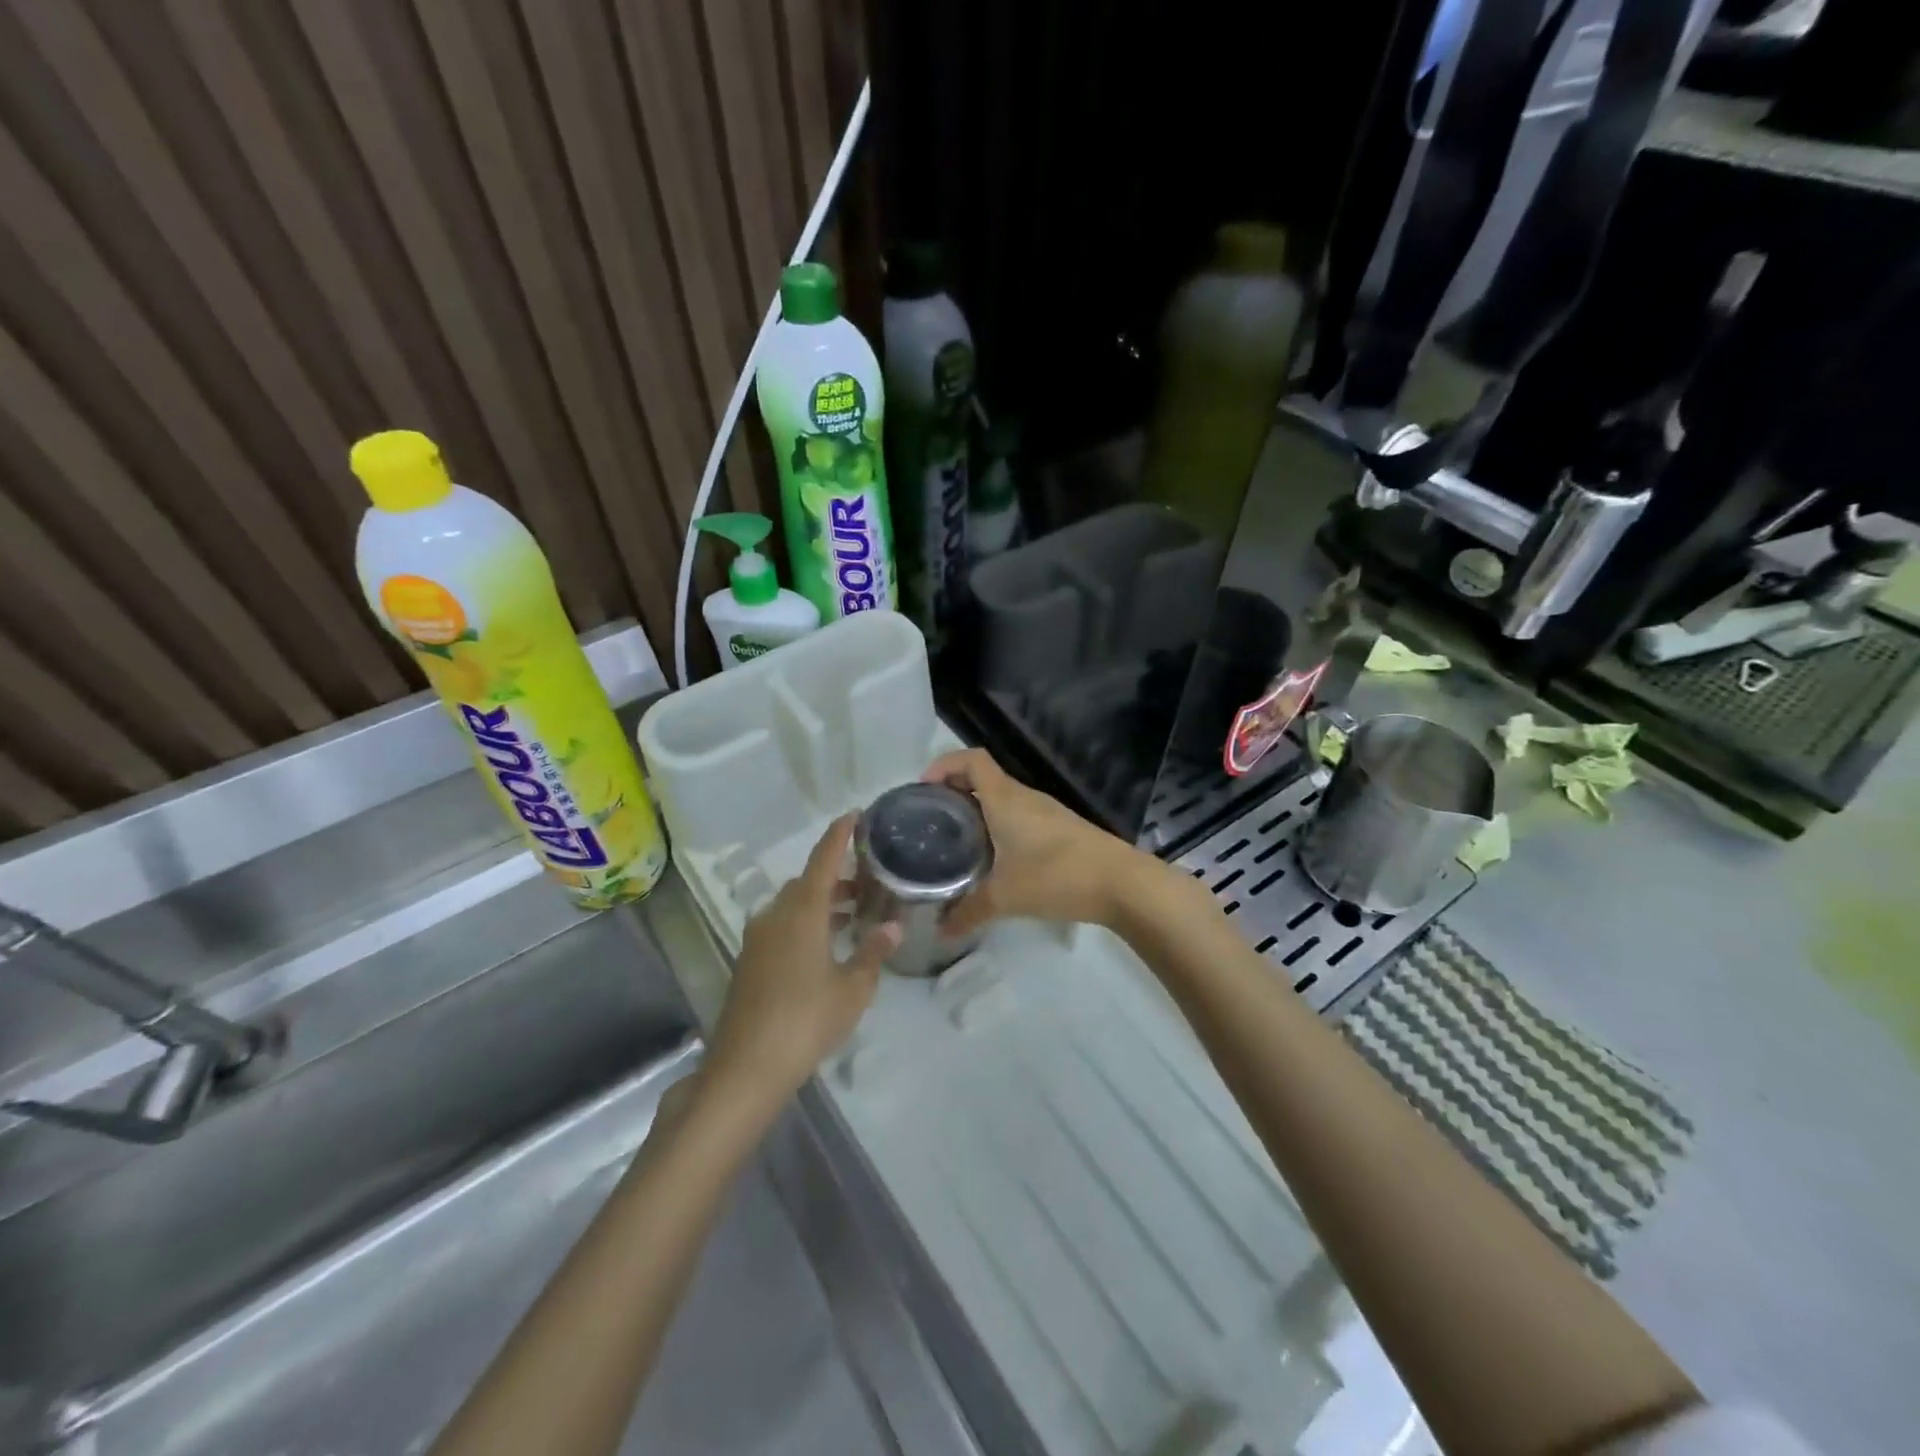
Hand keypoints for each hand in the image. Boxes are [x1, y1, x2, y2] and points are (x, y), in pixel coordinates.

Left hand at [705, 815, 898, 1103]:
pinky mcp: (750, 961)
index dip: (840, 834)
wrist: (745, 1067)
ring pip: (793, 905)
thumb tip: (894, 925)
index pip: (823, 859)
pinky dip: (806, 922)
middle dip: (837, 876)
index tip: (855, 814)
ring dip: (822, 902)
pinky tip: (826, 947)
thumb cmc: (806, 1021)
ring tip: (855, 914)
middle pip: (808, 882)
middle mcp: (776, 915)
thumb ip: (873, 952)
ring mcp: (758, 938)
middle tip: (868, 880)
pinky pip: (782, 925)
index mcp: (802, 911)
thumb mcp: (852, 989)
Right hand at [922, 748, 1157, 935]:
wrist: (1121, 883)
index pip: (971, 759)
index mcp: (1004, 798)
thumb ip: (968, 912)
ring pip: (1001, 799)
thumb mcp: (1005, 897)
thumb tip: (939, 931)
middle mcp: (1023, 796)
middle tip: (931, 821)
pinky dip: (998, 826)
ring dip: (977, 810)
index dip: (944, 765)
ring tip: (955, 841)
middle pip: (983, 778)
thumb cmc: (1057, 876)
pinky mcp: (1059, 829)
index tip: (922, 790)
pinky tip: (992, 858)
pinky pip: (1018, 816)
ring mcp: (1045, 812)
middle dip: (954, 791)